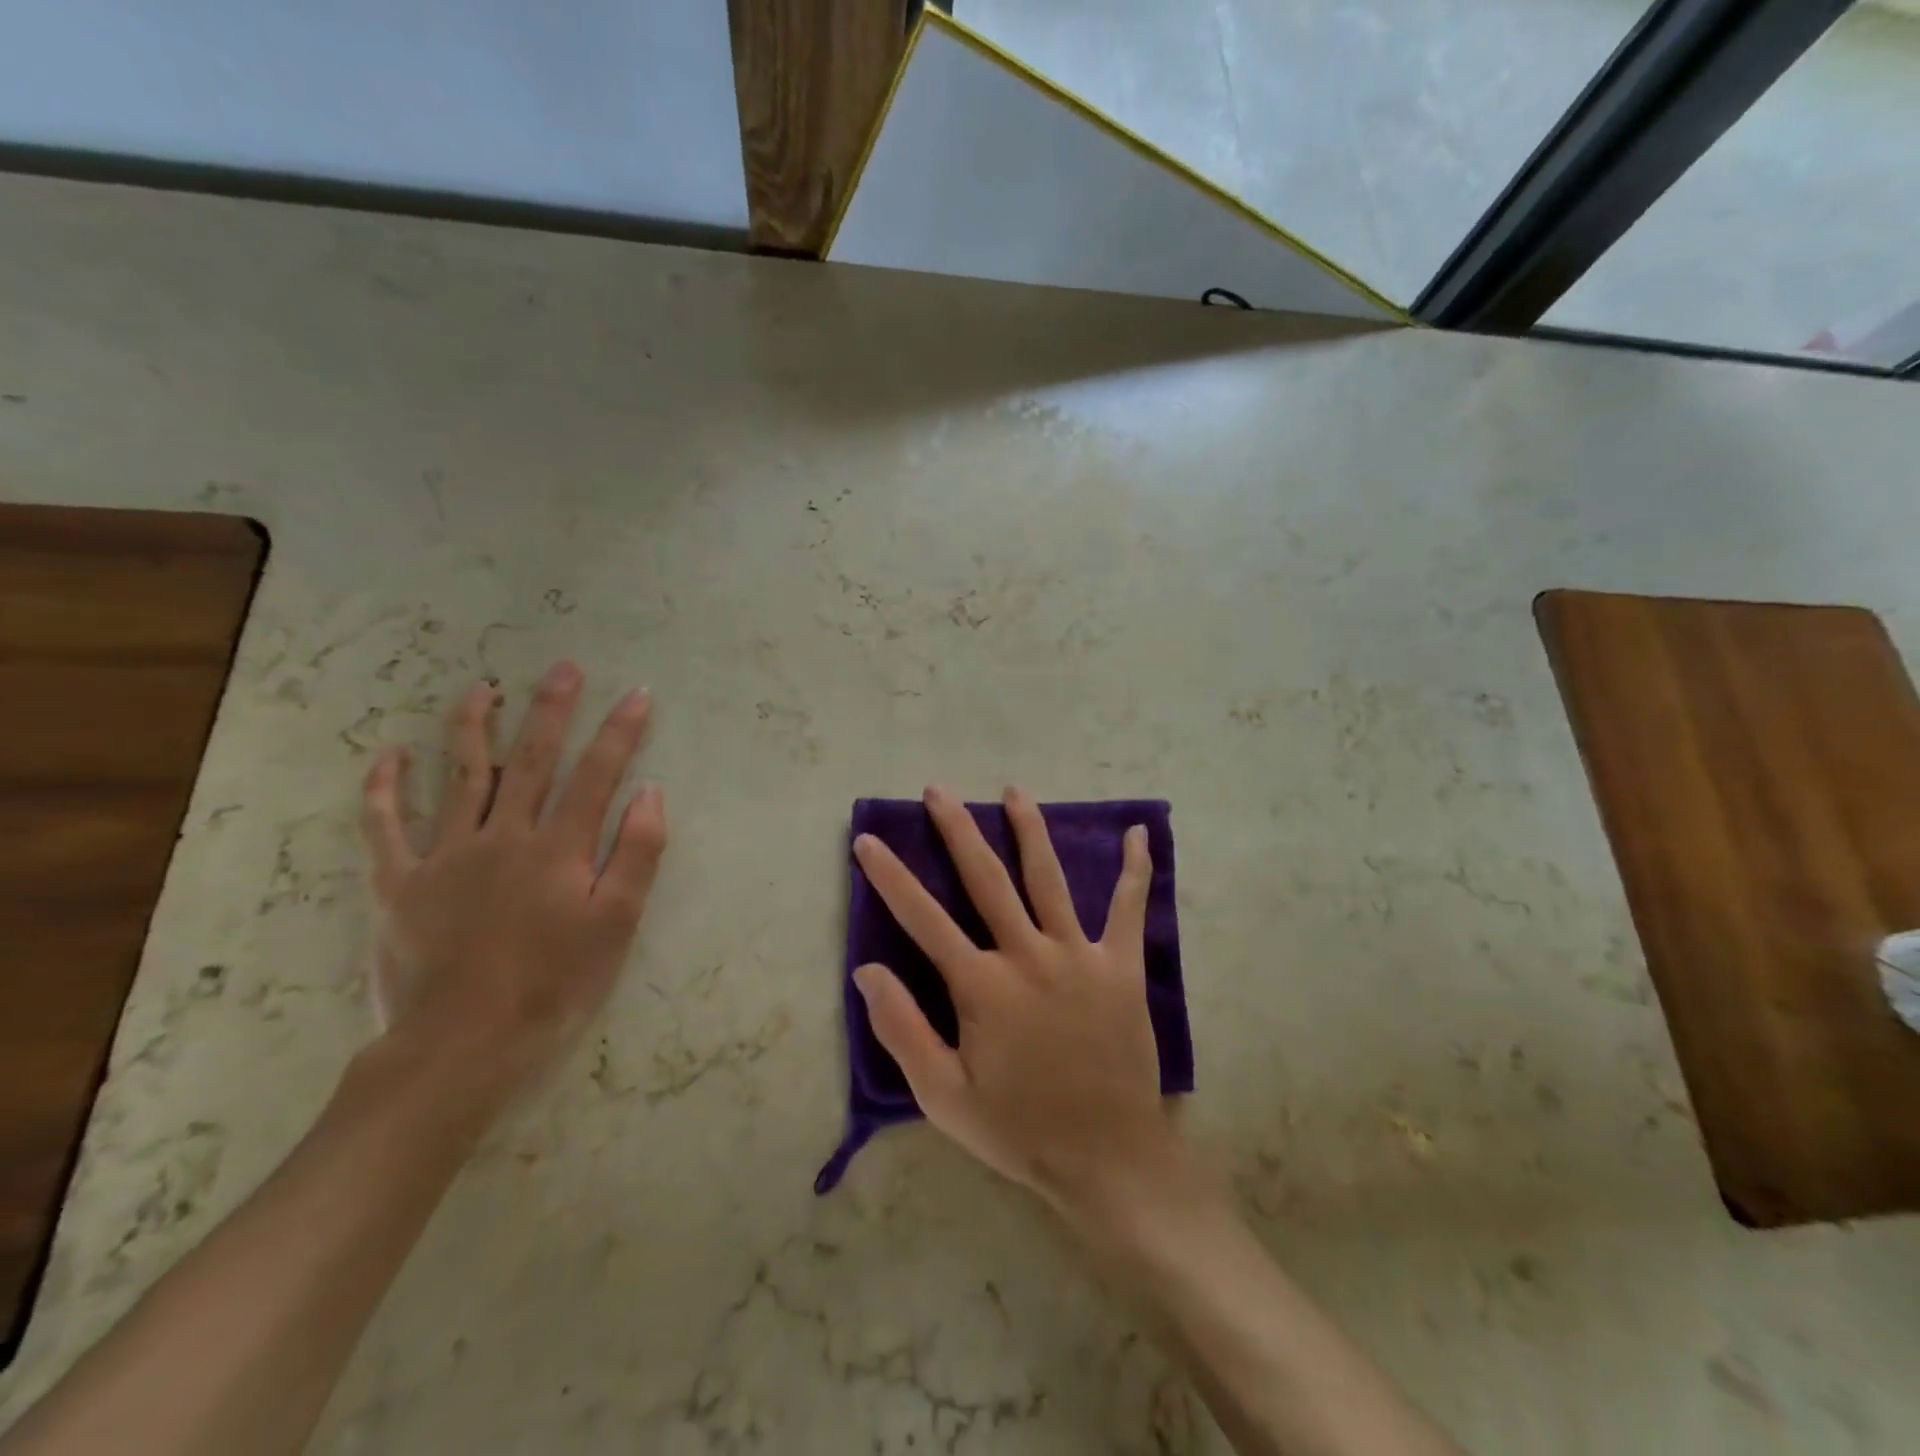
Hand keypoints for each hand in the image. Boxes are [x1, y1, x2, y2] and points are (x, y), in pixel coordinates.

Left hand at [358, 660, 666, 1100]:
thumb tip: (652, 792)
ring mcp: (444, 855)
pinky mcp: (398, 883)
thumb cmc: (554, 985)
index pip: (597, 774)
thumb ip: (638, 854)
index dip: (620, 732)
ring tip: (481, 688)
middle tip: (564, 668)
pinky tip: (390, 755)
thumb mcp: (617, 925)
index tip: (638, 694)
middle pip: (532, 760)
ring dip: (473, 727)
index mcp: (559, 849)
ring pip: (461, 775)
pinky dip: (385, 787)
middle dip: (551, 710)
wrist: (461, 1045)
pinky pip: (385, 825)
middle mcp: (503, 836)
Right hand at [852, 785, 1182, 1222]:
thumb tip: (867, 970)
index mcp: (982, 986)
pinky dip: (1136, 870)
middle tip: (938, 790)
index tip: (867, 841)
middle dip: (957, 830)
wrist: (1107, 1158)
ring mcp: (1077, 955)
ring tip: (1014, 792)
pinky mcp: (1120, 966)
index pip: (922, 919)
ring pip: (1048, 878)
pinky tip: (1139, 835)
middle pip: (986, 879)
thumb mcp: (944, 1096)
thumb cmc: (1019, 1129)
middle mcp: (1027, 955)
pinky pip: (1129, 908)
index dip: (890, 877)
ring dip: (1029, 830)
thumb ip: (903, 1030)